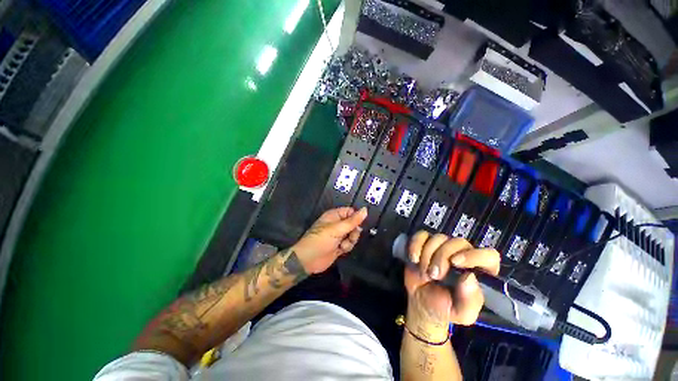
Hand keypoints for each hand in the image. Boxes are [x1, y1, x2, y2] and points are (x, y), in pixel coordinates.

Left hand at [292, 207, 367, 273]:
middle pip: (354, 224)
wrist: (308, 260)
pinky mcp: (339, 246)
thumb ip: (353, 221)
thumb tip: (365, 210)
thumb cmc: (320, 240)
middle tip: (350, 235)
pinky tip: (340, 250)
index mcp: (334, 215)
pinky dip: (347, 247)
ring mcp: (338, 235)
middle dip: (354, 231)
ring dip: (350, 241)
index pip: (350, 212)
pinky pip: (350, 244)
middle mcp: (337, 224)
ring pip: (353, 235)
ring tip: (343, 244)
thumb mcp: (337, 229)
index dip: (356, 217)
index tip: (358, 224)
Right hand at [404, 231, 499, 338]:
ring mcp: (442, 247)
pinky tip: (413, 258)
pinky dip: (415, 245)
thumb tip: (469, 277)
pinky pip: (421, 235)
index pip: (489, 256)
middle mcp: (463, 255)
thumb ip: (469, 301)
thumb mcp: (460, 313)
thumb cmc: (444, 308)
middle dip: (441, 257)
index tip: (455, 262)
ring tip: (423, 272)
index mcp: (479, 271)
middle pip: (458, 242)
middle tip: (434, 275)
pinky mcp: (425, 242)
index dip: (474, 255)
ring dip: (427, 254)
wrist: (420, 301)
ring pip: (438, 238)